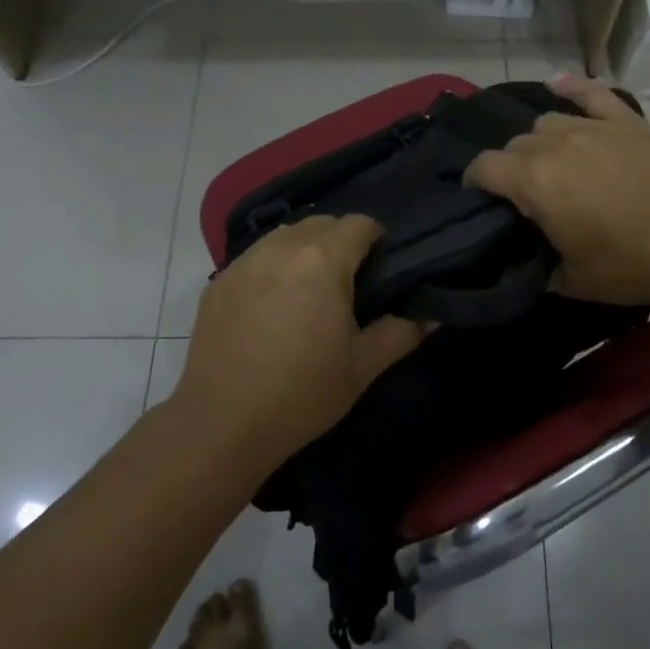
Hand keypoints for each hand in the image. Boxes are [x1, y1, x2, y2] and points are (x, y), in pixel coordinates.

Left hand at [172, 215, 427, 471]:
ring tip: (309, 290)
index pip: (359, 223)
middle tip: (349, 282)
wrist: (220, 425)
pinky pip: (255, 258)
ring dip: (304, 249)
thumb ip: (401, 334)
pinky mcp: (217, 282)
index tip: (381, 268)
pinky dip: (272, 267)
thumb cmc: (301, 394)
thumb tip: (431, 316)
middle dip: (340, 241)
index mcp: (322, 260)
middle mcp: (281, 248)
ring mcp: (244, 263)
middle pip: (321, 223)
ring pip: (285, 236)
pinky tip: (272, 306)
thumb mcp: (362, 368)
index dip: (376, 238)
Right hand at [464, 74, 649, 308]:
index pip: (484, 167)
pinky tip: (560, 83)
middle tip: (527, 194)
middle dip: (511, 166)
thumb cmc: (629, 265)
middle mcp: (556, 143)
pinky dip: (574, 87)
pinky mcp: (628, 123)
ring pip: (548, 122)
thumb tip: (526, 259)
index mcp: (534, 180)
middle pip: (516, 143)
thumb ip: (537, 265)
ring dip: (541, 141)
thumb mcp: (571, 281)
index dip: (475, 181)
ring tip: (553, 161)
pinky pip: (594, 94)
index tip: (479, 197)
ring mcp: (594, 127)